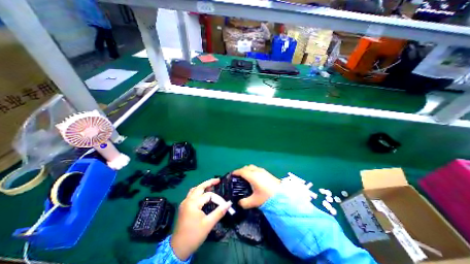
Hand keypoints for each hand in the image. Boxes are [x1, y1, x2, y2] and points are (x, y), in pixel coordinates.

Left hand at [172, 178, 231, 259]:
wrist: (178, 249)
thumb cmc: (194, 235)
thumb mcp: (208, 224)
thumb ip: (219, 212)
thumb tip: (229, 203)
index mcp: (193, 203)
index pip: (208, 195)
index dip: (217, 199)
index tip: (224, 204)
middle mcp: (188, 200)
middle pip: (199, 187)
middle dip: (209, 182)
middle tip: (218, 180)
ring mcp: (184, 203)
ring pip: (194, 190)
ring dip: (203, 186)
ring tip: (211, 186)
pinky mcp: (183, 207)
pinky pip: (191, 195)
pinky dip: (198, 192)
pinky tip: (203, 195)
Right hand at [230, 164, 277, 209]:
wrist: (283, 195)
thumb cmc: (267, 197)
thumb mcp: (254, 202)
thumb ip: (244, 203)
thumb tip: (239, 203)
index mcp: (252, 176)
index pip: (241, 171)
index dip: (235, 172)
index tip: (231, 175)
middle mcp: (256, 171)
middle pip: (246, 167)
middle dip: (241, 170)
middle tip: (238, 177)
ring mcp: (262, 171)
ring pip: (252, 167)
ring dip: (247, 170)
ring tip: (245, 177)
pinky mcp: (266, 172)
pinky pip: (256, 169)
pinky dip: (252, 170)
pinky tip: (254, 178)